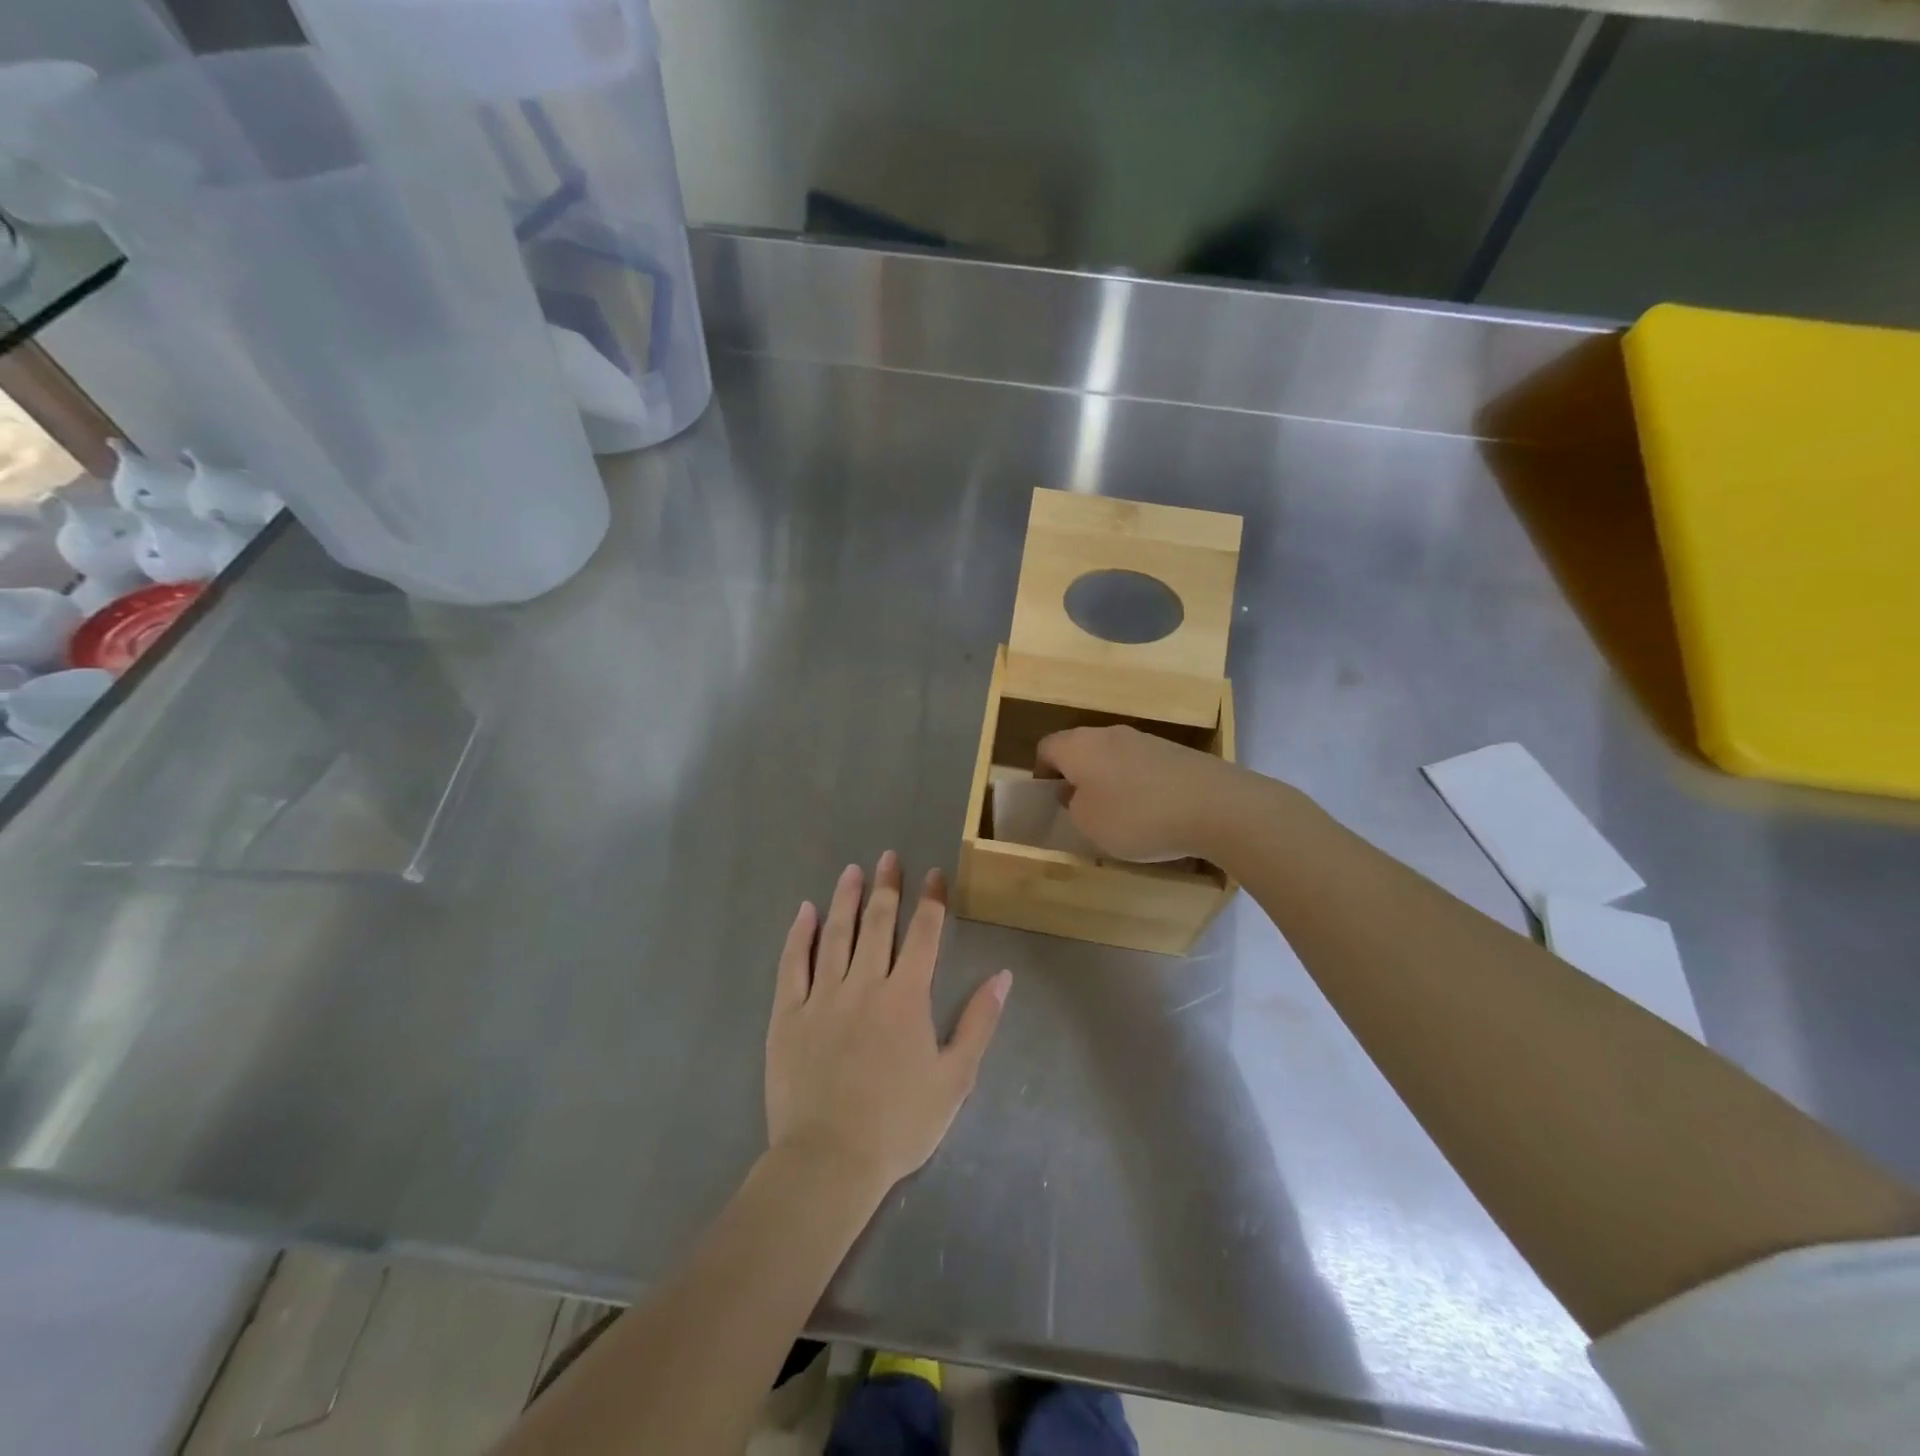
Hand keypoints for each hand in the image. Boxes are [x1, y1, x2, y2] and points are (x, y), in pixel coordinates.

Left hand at [766, 852, 1010, 1192]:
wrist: (830, 1161)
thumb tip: (1002, 976)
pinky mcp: (788, 1014)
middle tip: (889, 857)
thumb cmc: (899, 1124)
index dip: (930, 902)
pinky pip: (793, 965)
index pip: (923, 936)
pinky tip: (804, 912)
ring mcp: (823, 996)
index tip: (933, 874)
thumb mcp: (955, 1078)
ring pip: (836, 935)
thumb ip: (979, 1022)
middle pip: (878, 924)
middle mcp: (865, 984)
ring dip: (846, 900)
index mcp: (906, 997)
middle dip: (887, 887)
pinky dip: (799, 935)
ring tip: (853, 871)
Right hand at [1035, 725, 1251, 862]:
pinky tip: (1155, 813)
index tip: (1050, 800)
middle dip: (1078, 776)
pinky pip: (1143, 766)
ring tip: (1122, 816)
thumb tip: (1076, 792)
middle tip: (1082, 810)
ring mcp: (1146, 739)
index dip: (1042, 773)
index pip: (1046, 748)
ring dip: (1110, 781)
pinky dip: (1140, 786)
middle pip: (1081, 749)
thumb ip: (1073, 805)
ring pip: (1114, 757)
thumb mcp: (1088, 823)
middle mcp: (1108, 733)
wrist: (1215, 806)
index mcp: (1078, 746)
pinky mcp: (1176, 752)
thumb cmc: (1137, 815)